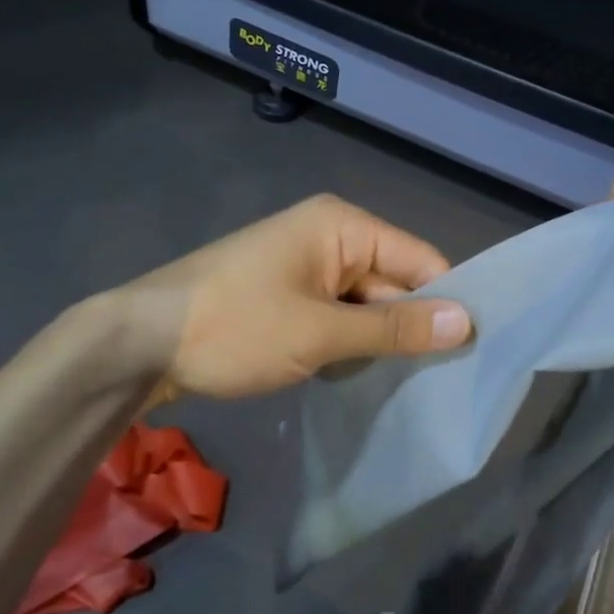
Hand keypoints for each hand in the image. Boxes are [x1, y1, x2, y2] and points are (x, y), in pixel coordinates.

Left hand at [104, 194, 472, 403]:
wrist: (139, 343)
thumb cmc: (236, 327)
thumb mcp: (321, 333)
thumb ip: (395, 328)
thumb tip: (467, 323)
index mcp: (343, 226)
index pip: (419, 258)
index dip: (446, 301)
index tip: (474, 351)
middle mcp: (329, 237)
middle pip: (392, 282)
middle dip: (408, 328)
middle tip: (440, 383)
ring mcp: (304, 268)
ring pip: (364, 306)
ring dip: (375, 342)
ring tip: (401, 387)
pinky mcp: (286, 296)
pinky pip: (335, 317)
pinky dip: (345, 345)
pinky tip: (352, 378)